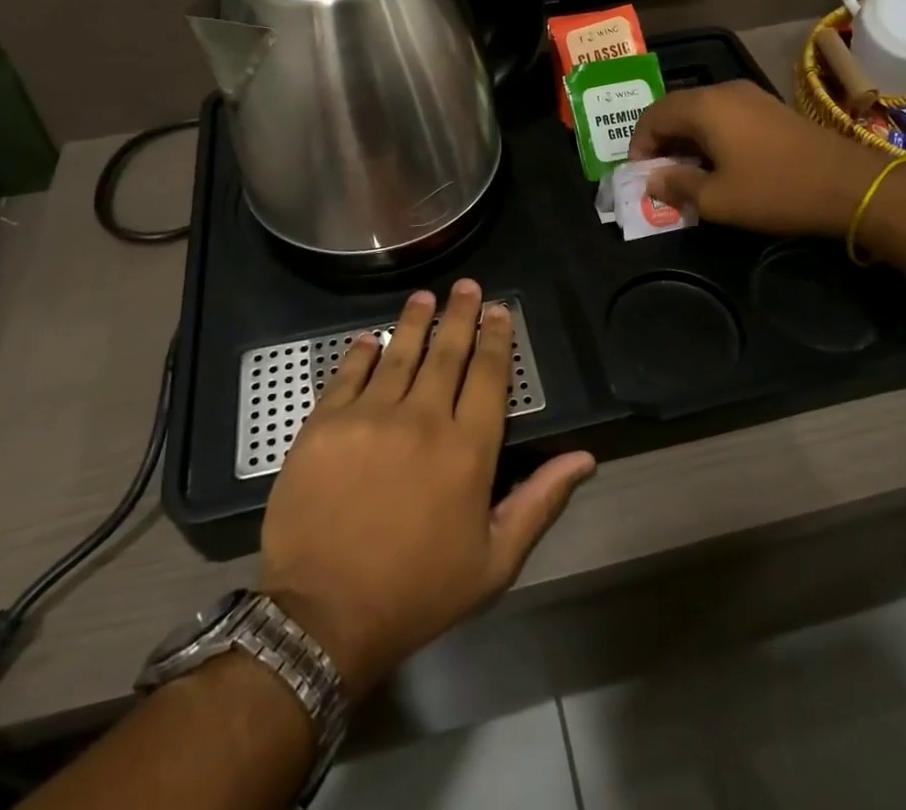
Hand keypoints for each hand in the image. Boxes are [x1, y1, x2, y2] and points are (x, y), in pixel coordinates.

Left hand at [257, 280, 595, 694]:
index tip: (499, 310)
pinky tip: (371, 338)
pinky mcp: (325, 423)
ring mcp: (370, 416)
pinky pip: (349, 374)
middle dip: (460, 315)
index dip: (496, 338)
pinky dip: (363, 352)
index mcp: (468, 450)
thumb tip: (585, 458)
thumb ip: (540, 502)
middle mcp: (423, 419)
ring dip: (415, 321)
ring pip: (400, 353)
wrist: (321, 618)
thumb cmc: (417, 592)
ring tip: (424, 297)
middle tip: (465, 286)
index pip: (490, 376)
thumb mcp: (494, 562)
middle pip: (447, 352)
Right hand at [629, 80, 881, 234]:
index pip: (653, 115)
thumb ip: (677, 186)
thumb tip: (651, 181)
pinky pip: (724, 115)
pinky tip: (718, 164)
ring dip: (686, 139)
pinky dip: (710, 136)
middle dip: (661, 141)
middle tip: (660, 176)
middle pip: (676, 109)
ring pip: (701, 112)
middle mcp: (724, 91)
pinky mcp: (769, 108)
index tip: (641, 176)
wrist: (850, 184)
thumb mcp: (718, 199)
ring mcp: (750, 96)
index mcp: (705, 107)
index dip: (639, 145)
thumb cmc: (776, 190)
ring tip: (687, 173)